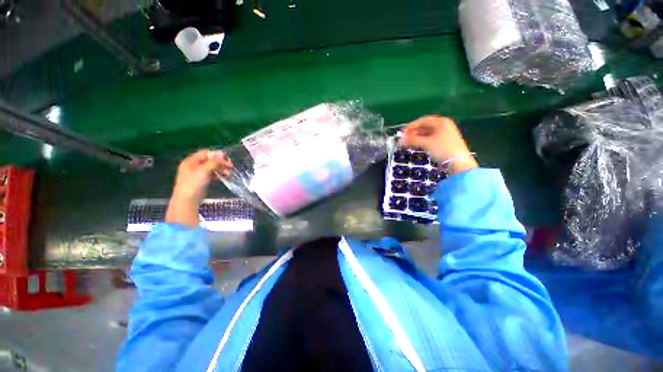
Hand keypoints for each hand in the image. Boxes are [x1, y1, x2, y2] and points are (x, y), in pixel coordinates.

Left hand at [166, 150, 232, 227]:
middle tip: (230, 166)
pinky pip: (212, 174)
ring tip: (229, 173)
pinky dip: (219, 175)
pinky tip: (225, 177)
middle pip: (209, 160)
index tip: (227, 157)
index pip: (205, 153)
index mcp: (191, 161)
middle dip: (220, 162)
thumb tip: (222, 154)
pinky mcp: (202, 181)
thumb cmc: (194, 183)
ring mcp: (198, 174)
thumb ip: (214, 162)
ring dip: (221, 169)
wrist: (188, 200)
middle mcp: (194, 166)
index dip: (216, 154)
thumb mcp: (204, 170)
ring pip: (212, 168)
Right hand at [399, 116, 477, 174]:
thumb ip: (412, 140)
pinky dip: (422, 142)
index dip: (411, 126)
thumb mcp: (426, 143)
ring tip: (407, 143)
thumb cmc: (442, 149)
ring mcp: (445, 135)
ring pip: (427, 134)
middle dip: (413, 133)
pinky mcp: (444, 144)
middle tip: (403, 139)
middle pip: (425, 127)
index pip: (423, 120)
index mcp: (441, 122)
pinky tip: (415, 146)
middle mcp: (444, 126)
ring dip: (416, 138)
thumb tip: (399, 140)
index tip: (402, 132)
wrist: (458, 163)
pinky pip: (430, 140)